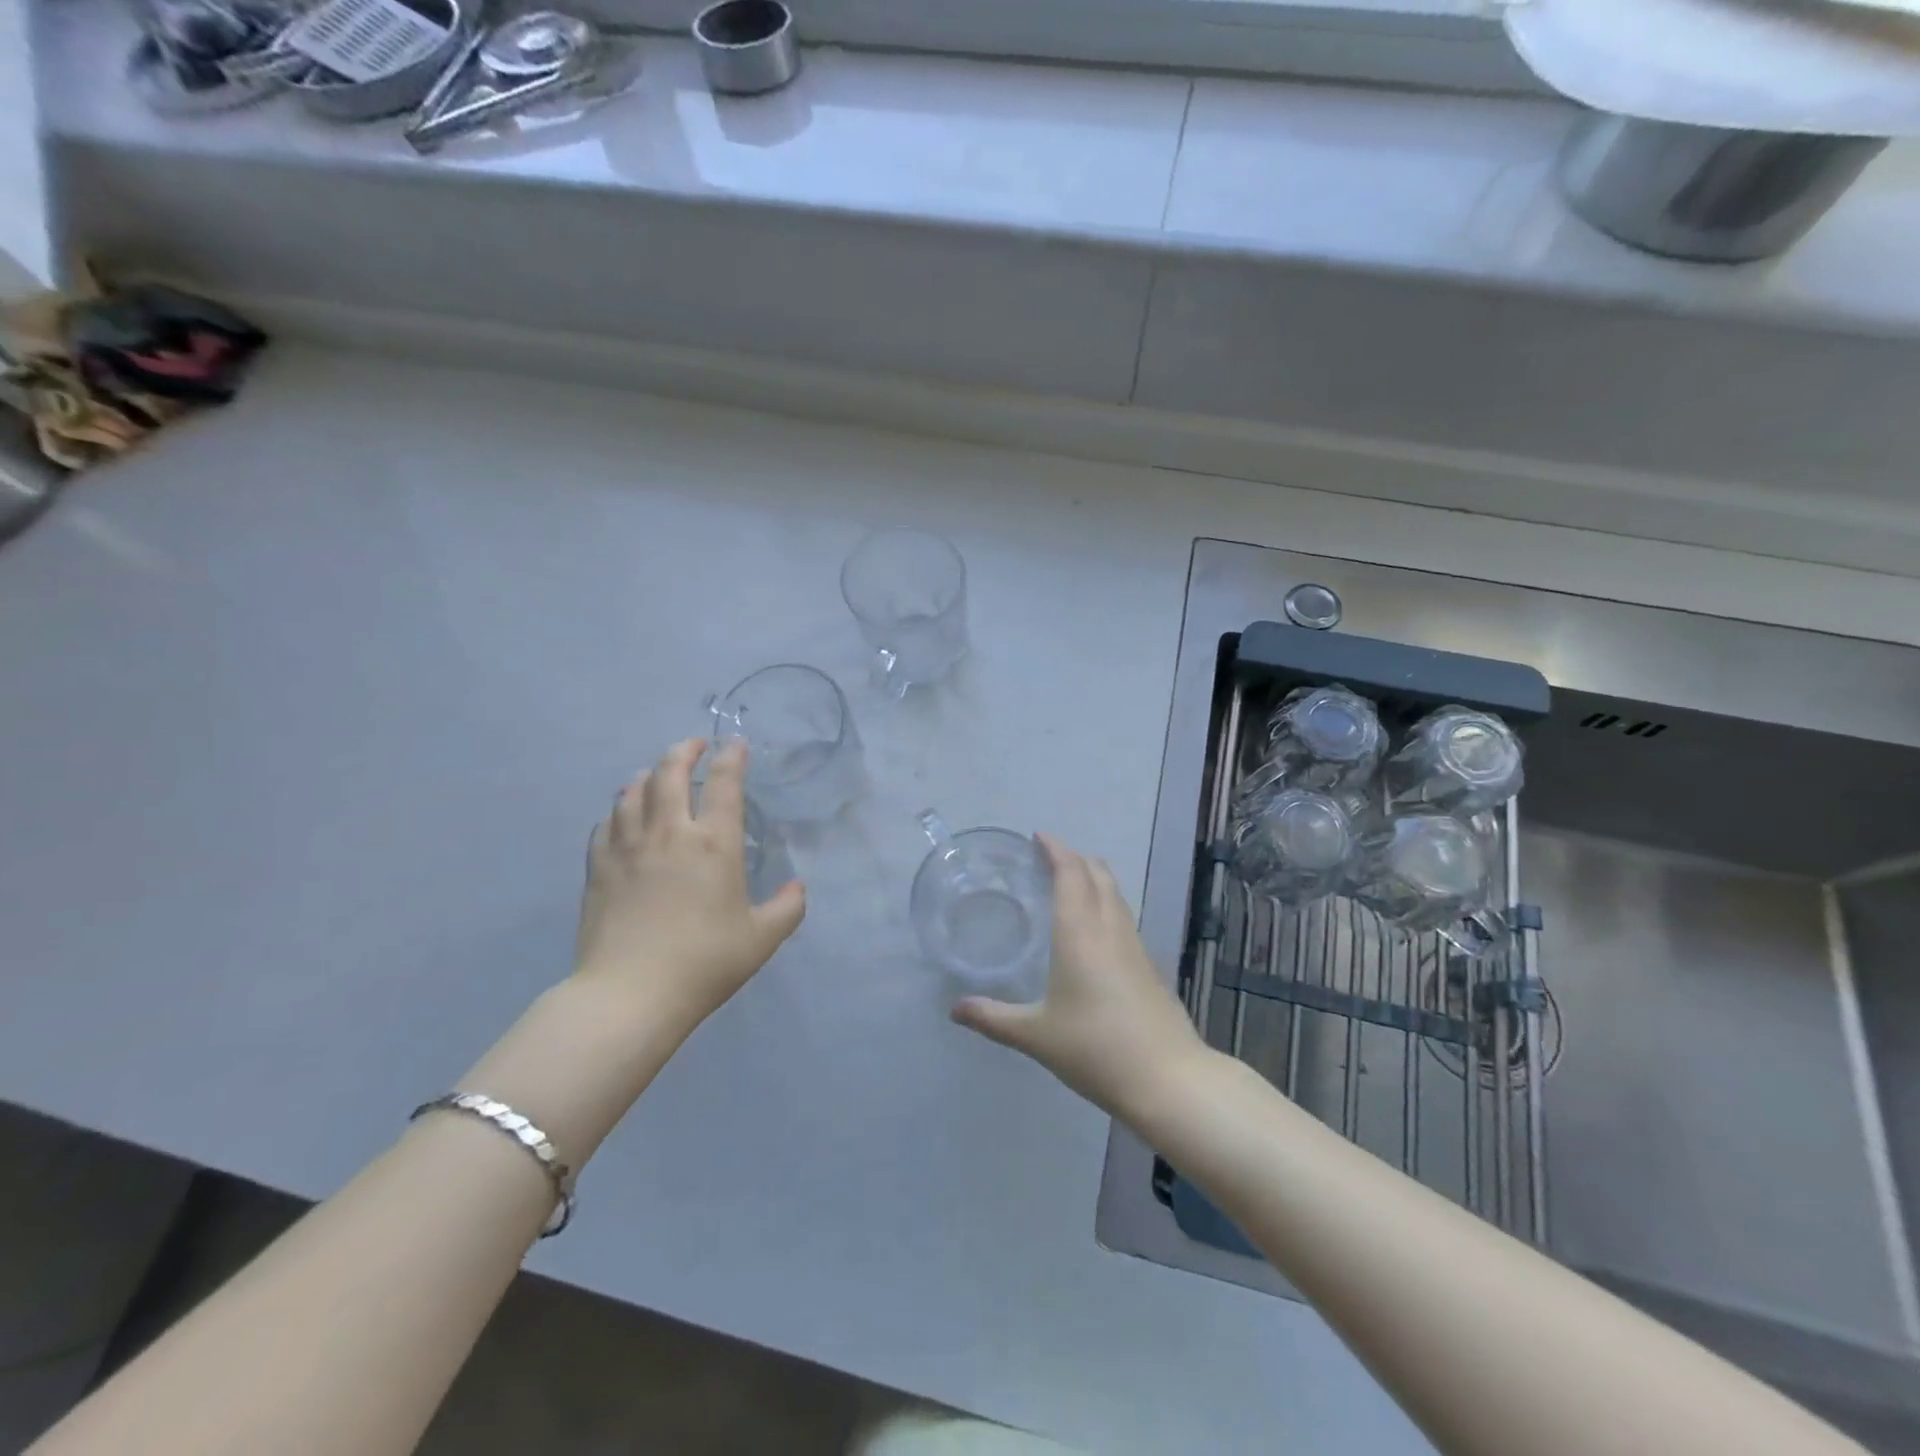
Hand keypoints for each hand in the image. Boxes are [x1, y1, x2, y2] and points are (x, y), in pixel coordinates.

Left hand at [574, 738, 805, 1031]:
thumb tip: (797, 887)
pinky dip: (619, 810)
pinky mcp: (598, 868)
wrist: (629, 995)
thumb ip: (787, 908)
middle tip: (694, 746)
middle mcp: (669, 833)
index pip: (724, 783)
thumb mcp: (761, 940)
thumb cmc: (704, 963)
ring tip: (657, 774)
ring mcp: (628, 848)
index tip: (735, 744)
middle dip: (684, 751)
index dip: (731, 756)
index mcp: (714, 844)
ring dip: (649, 775)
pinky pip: (606, 823)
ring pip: (633, 792)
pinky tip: (623, 816)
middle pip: (670, 772)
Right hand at [950, 834, 1209, 1121]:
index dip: (1056, 849)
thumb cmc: (1094, 1048)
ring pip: (1115, 893)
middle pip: (1098, 873)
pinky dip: (1104, 902)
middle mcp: (1109, 928)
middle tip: (1047, 858)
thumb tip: (954, 1010)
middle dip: (1074, 857)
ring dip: (1092, 877)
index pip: (1071, 872)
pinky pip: (1122, 915)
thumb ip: (992, 1018)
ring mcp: (1134, 945)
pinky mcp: (1148, 965)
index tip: (1038, 836)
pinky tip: (1092, 929)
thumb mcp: (1035, 1035)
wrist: (1167, 1078)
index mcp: (1079, 932)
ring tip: (1068, 884)